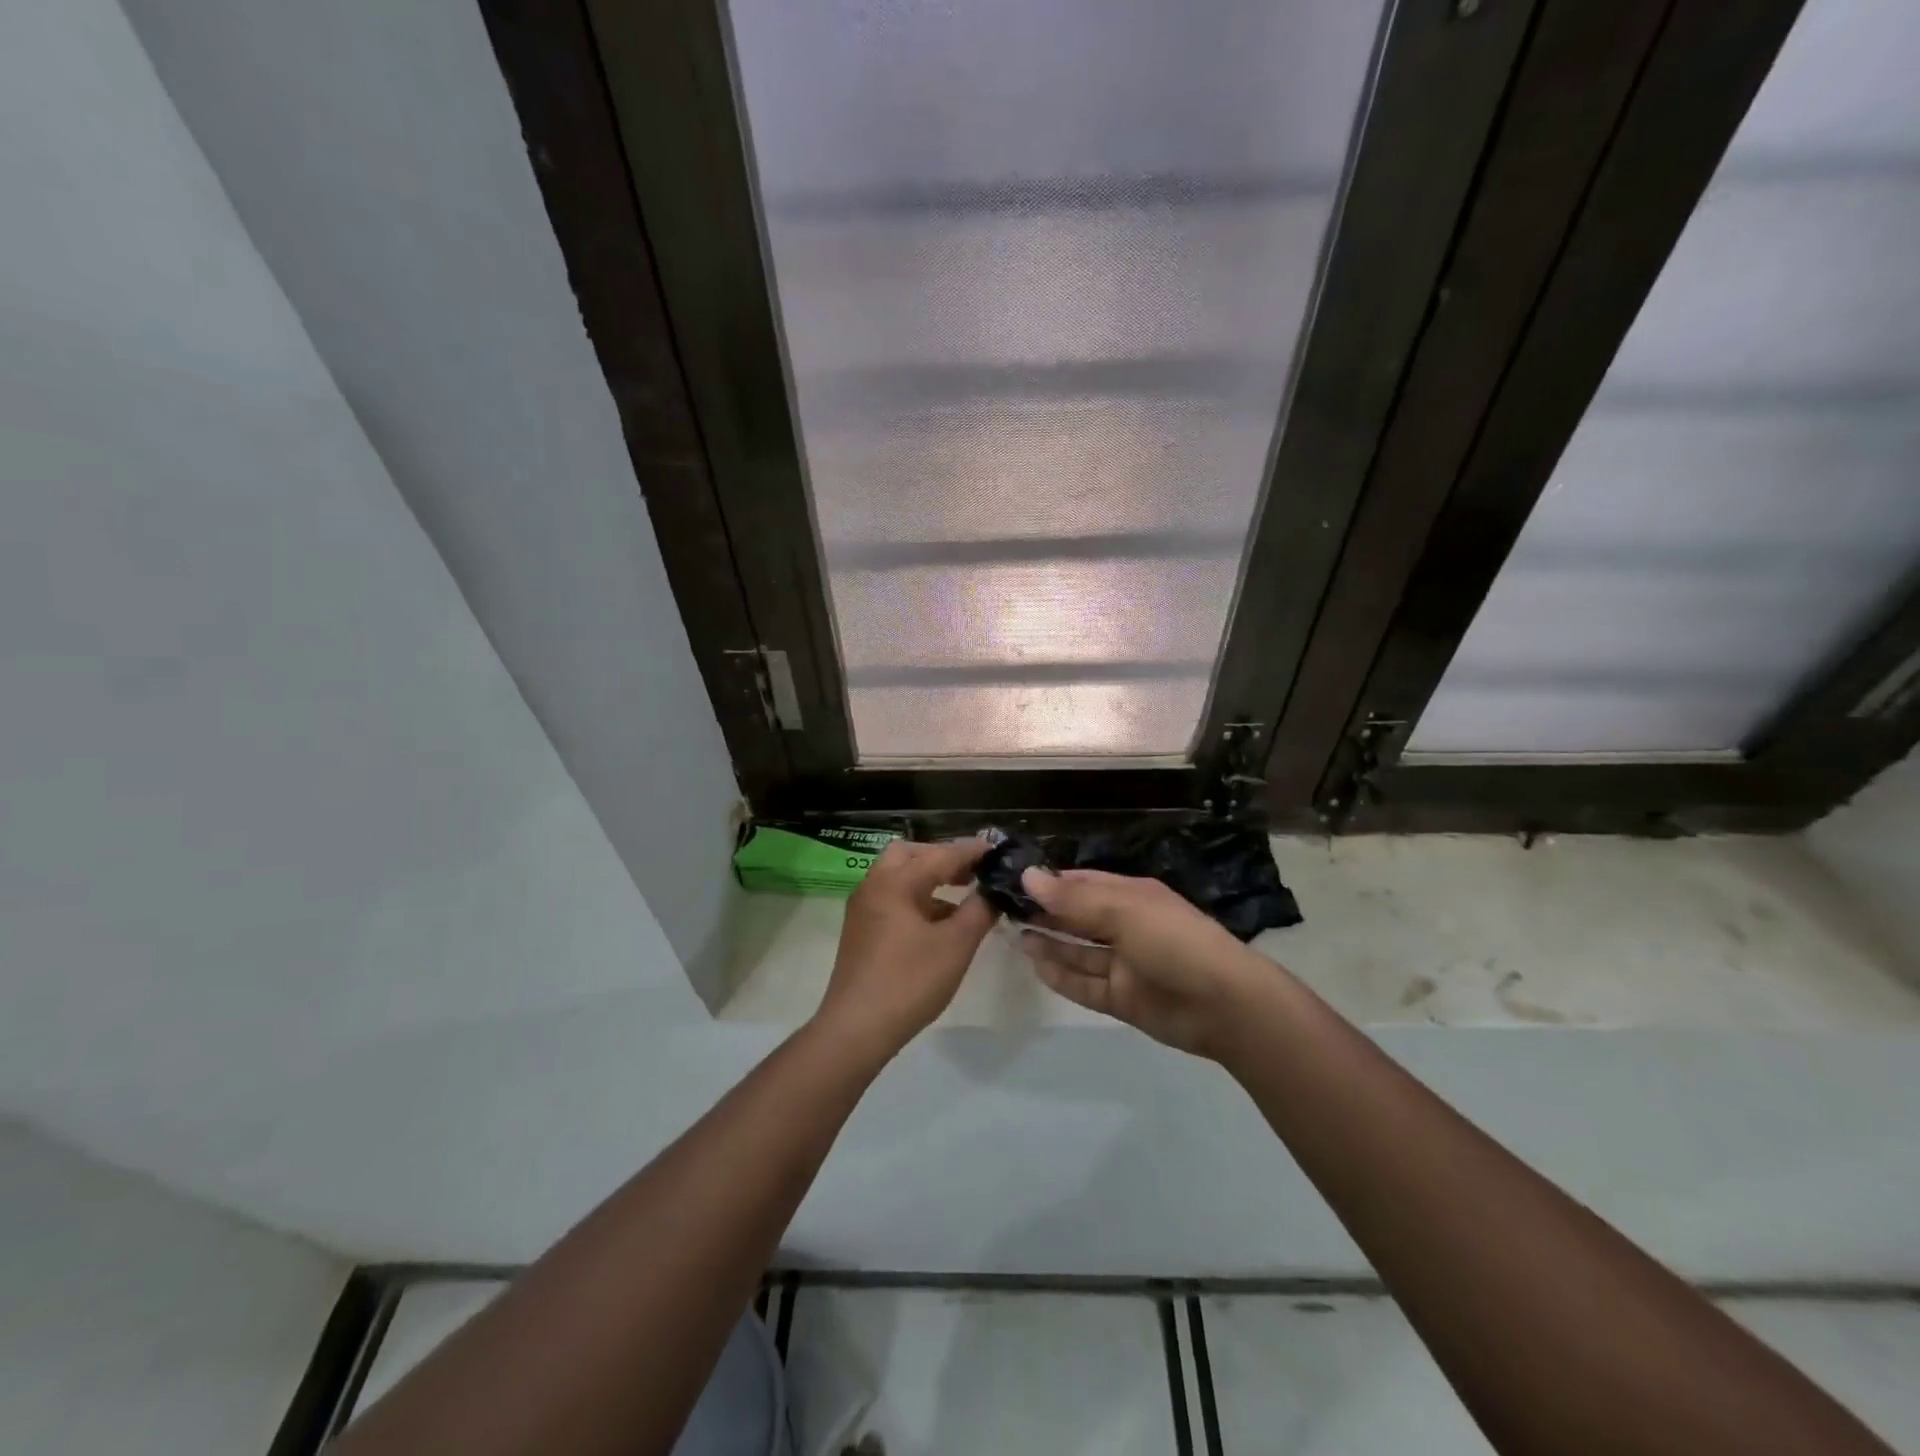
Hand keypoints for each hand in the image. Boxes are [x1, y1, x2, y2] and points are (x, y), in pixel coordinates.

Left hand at [814, 838, 998, 1061]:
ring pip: (898, 876)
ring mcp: (863, 908)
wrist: (856, 1029)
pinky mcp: (861, 930)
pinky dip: (917, 898)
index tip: (998, 850)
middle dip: (943, 857)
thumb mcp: (955, 946)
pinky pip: (892, 897)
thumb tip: (993, 891)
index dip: (971, 851)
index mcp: (895, 882)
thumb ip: (979, 911)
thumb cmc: (909, 982)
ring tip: (963, 895)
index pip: (940, 855)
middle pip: (910, 854)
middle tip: (972, 871)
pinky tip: (939, 922)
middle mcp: (874, 885)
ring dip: (929, 878)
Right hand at [1018, 868, 1269, 1058]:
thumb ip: (1072, 900)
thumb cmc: (1173, 941)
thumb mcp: (1122, 911)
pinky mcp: (1121, 997)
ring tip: (1013, 933)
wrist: (1223, 1005)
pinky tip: (1034, 964)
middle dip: (1046, 911)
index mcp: (1131, 896)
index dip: (1050, 882)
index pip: (1082, 883)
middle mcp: (1125, 926)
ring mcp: (1123, 964)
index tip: (1012, 880)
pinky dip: (1060, 975)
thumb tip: (1027, 876)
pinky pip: (1084, 984)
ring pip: (1078, 951)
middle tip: (1004, 908)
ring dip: (1049, 942)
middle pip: (1078, 916)